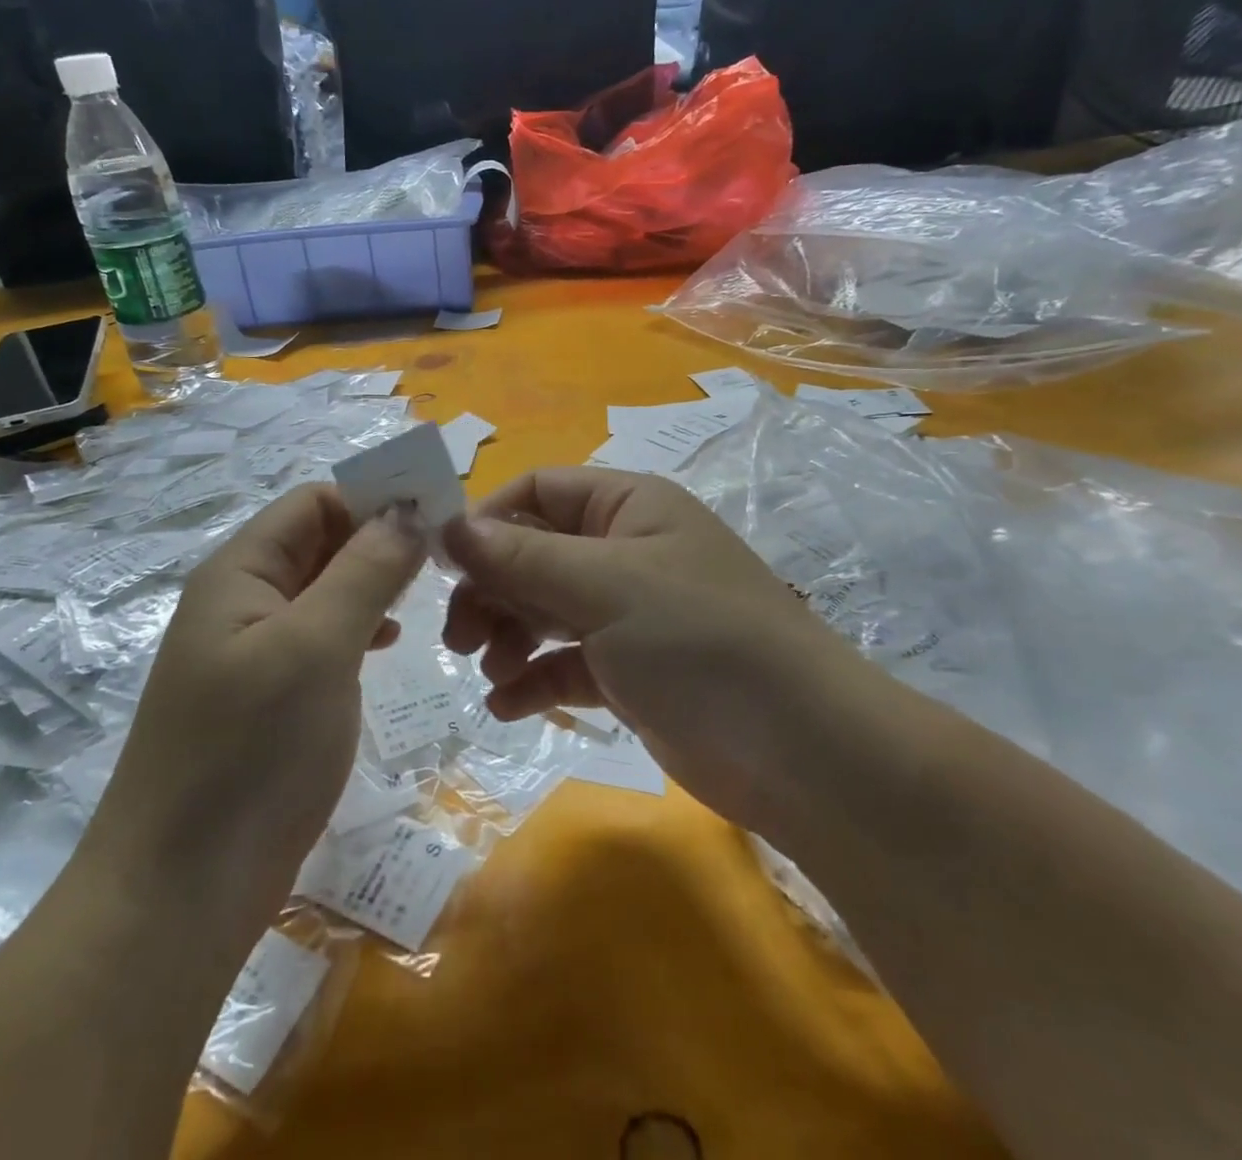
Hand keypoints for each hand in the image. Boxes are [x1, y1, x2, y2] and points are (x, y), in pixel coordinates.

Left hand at [84, 486, 423, 927]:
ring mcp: (253, 650)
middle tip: (443, 564)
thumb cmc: (250, 753)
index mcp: (240, 571)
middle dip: (379, 542)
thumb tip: (409, 511)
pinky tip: (385, 647)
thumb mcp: (317, 646)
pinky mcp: (268, 696)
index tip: (438, 522)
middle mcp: (243, 599)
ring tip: (422, 603)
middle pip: (320, 542)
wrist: (180, 895)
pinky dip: (358, 628)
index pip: (315, 502)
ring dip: (373, 585)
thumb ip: (366, 570)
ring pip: (324, 590)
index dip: (374, 500)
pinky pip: (320, 636)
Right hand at [442, 468, 861, 833]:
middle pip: (532, 553)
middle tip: (459, 635)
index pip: (539, 489)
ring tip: (491, 671)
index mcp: (628, 507)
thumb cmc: (698, 640)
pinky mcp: (628, 672)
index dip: (488, 518)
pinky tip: (506, 706)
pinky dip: (533, 679)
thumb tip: (449, 526)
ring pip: (543, 609)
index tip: (444, 563)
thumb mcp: (604, 586)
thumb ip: (522, 556)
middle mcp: (625, 551)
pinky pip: (563, 663)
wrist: (798, 751)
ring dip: (507, 636)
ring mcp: (627, 614)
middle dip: (492, 589)